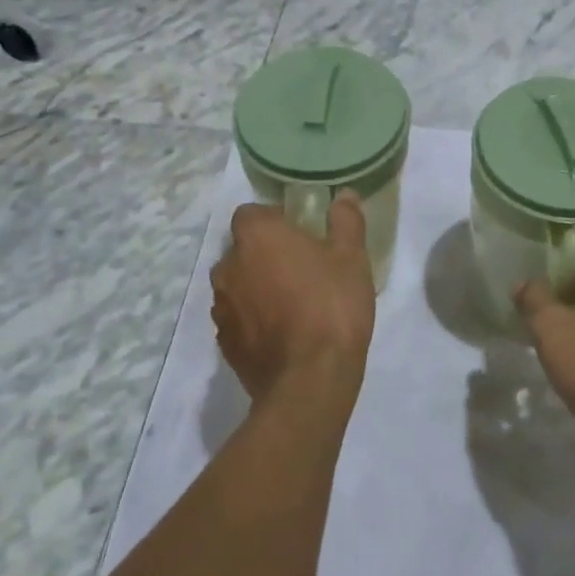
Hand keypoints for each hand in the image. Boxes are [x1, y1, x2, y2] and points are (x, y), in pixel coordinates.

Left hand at [209, 194, 376, 403]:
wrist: (310, 380)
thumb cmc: (332, 305)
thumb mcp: (352, 257)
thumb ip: (346, 220)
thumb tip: (344, 195)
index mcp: (257, 237)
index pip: (251, 212)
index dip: (274, 219)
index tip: (300, 232)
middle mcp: (229, 266)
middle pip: (242, 249)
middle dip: (265, 253)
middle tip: (301, 266)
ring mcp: (222, 308)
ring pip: (237, 284)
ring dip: (257, 286)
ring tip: (292, 302)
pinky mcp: (224, 343)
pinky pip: (238, 318)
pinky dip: (254, 319)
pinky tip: (283, 332)